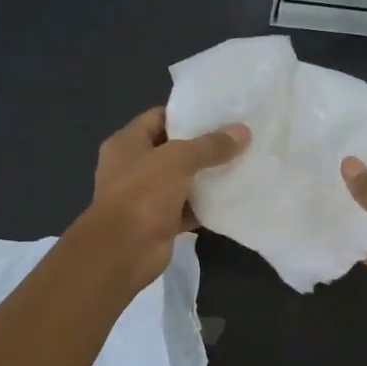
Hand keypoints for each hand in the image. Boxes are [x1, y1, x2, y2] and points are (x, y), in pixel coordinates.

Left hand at [83, 107, 248, 286]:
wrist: (123, 252)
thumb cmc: (142, 195)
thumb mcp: (178, 160)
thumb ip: (210, 146)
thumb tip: (243, 131)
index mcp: (127, 143)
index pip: (160, 118)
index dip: (188, 114)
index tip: (221, 113)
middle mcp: (134, 167)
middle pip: (174, 150)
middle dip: (204, 146)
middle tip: (239, 138)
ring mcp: (146, 197)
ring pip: (183, 180)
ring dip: (208, 177)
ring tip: (243, 164)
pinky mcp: (161, 222)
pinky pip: (188, 208)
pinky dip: (207, 205)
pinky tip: (233, 198)